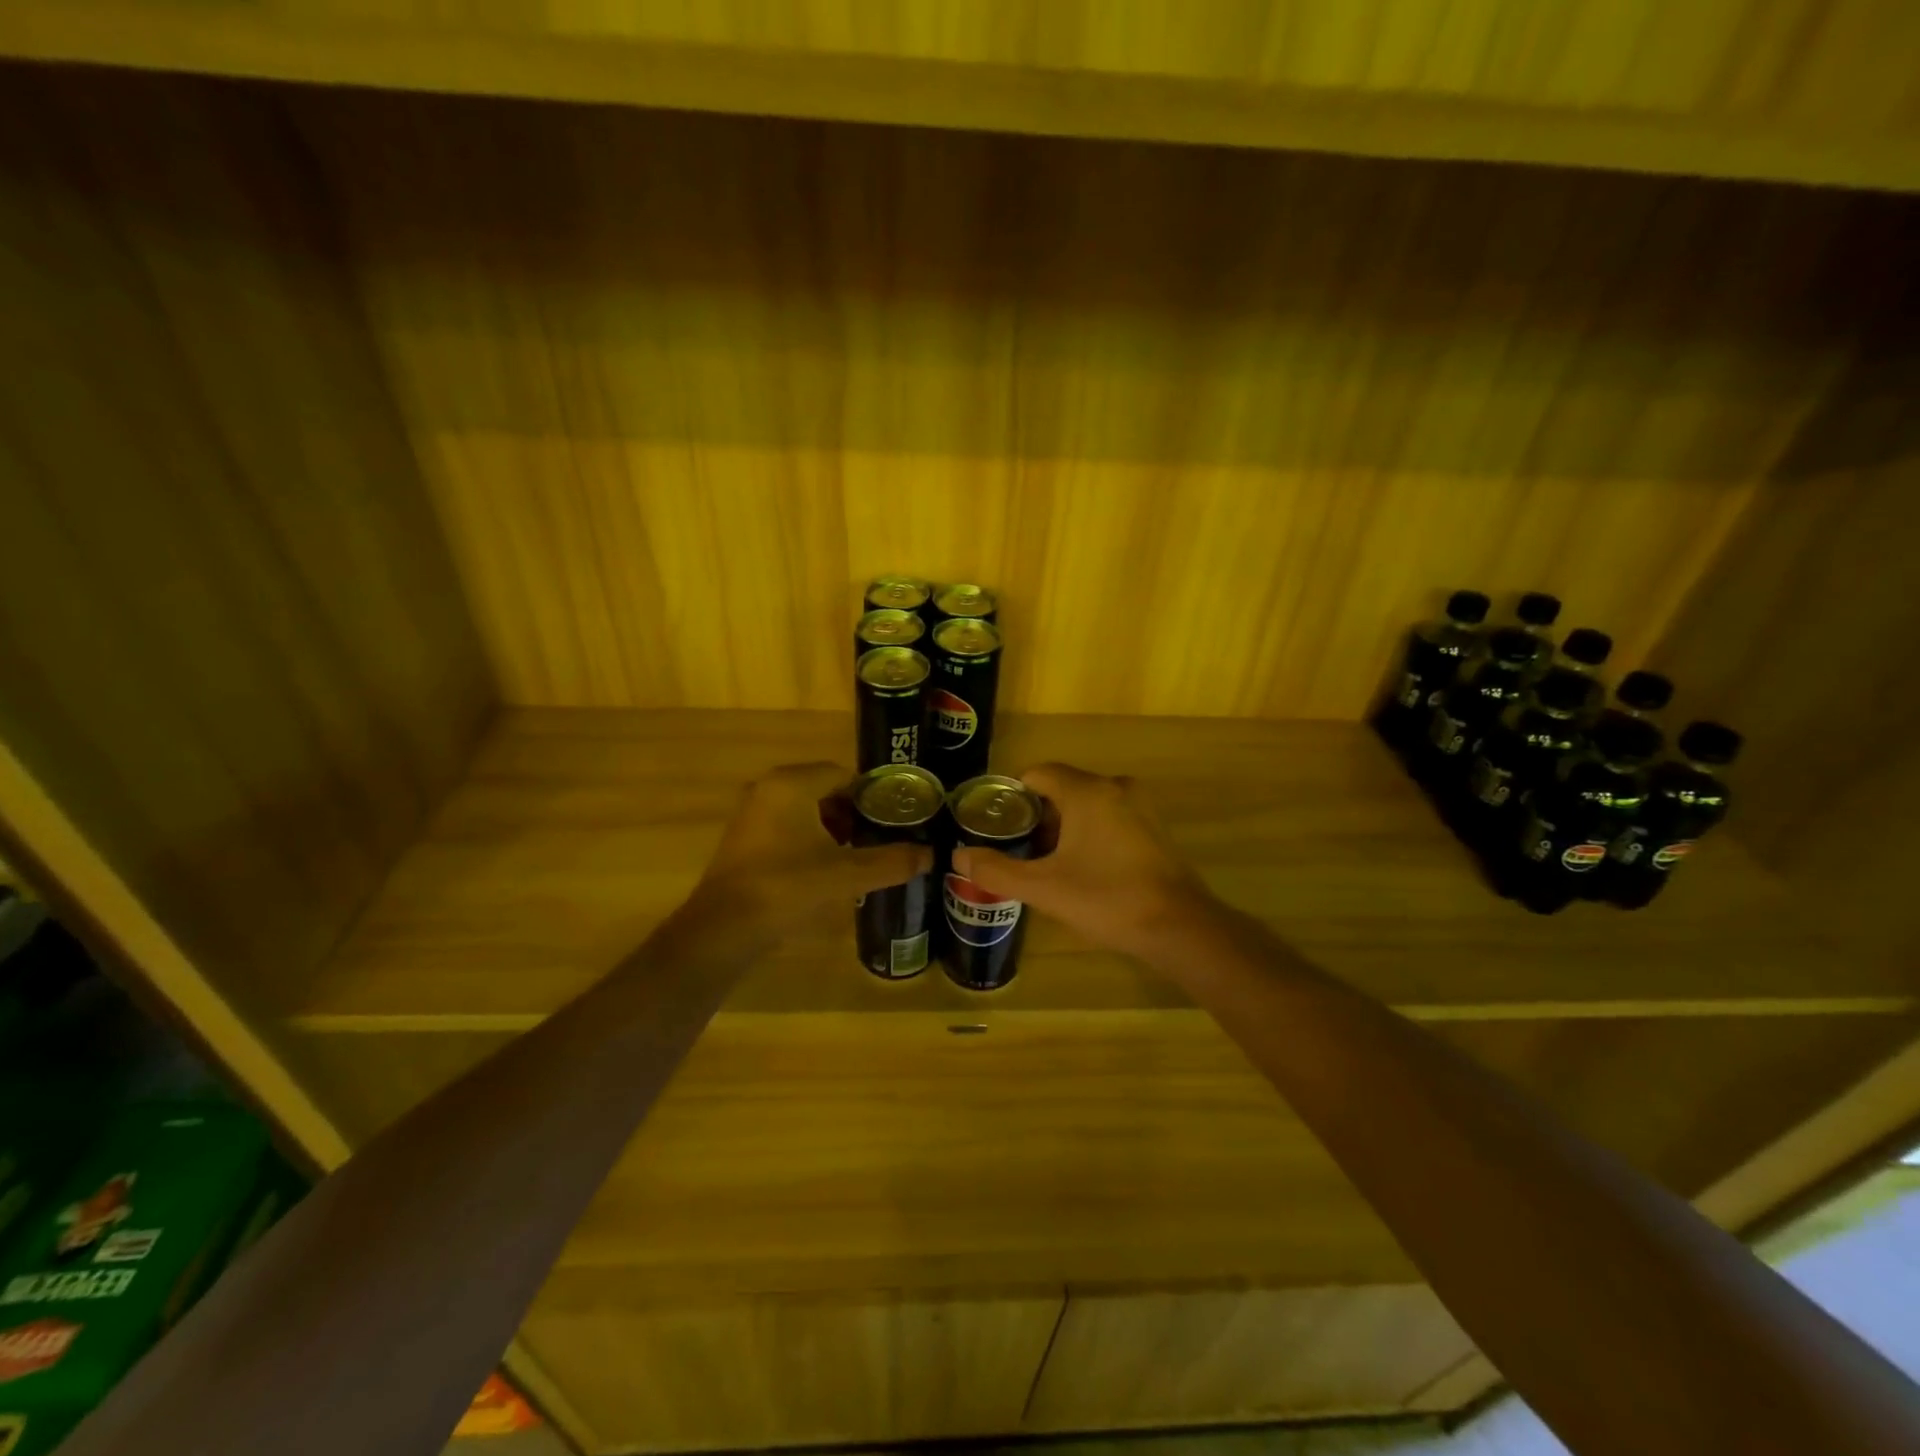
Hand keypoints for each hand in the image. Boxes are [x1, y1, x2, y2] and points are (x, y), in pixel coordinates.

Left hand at [686, 762, 932, 940]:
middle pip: (825, 790)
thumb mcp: (846, 874)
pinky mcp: (744, 838)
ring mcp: (752, 813)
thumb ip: (891, 861)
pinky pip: (787, 826)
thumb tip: (930, 855)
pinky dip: (810, 839)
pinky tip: (827, 868)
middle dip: (854, 813)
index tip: (895, 819)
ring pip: (806, 810)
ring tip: (859, 855)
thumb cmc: (787, 887)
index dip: (873, 796)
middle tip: (882, 838)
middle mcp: (769, 788)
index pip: (844, 774)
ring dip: (833, 828)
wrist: (723, 929)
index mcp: (792, 783)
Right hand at [951, 763, 1215, 959]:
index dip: (1013, 796)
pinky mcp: (1154, 827)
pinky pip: (1110, 817)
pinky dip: (1091, 833)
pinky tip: (1084, 869)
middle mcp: (1115, 787)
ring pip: (1087, 804)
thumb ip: (996, 871)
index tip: (998, 825)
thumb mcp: (1044, 889)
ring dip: (1064, 827)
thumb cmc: (1107, 899)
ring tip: (1047, 864)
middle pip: (1062, 788)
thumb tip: (959, 857)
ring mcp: (1140, 806)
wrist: (1179, 927)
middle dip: (1038, 816)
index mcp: (1087, 791)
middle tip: (1019, 850)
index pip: (1038, 773)